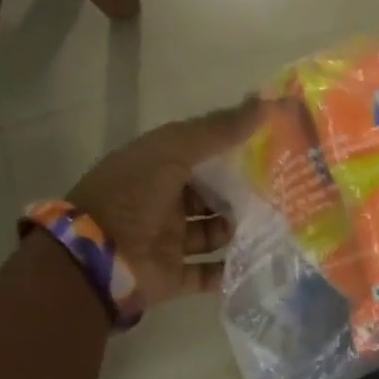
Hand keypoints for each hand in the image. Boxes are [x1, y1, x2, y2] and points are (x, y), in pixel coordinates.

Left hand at [65, 96, 266, 308]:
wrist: (95, 259)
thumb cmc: (131, 196)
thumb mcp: (173, 150)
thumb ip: (218, 129)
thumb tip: (268, 103)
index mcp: (155, 168)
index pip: (200, 154)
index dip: (233, 149)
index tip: (271, 147)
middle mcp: (161, 203)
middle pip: (210, 195)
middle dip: (242, 193)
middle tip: (283, 190)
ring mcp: (167, 241)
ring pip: (213, 233)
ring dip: (239, 230)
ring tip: (278, 225)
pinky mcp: (173, 276)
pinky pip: (208, 273)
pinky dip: (230, 270)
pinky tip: (262, 260)